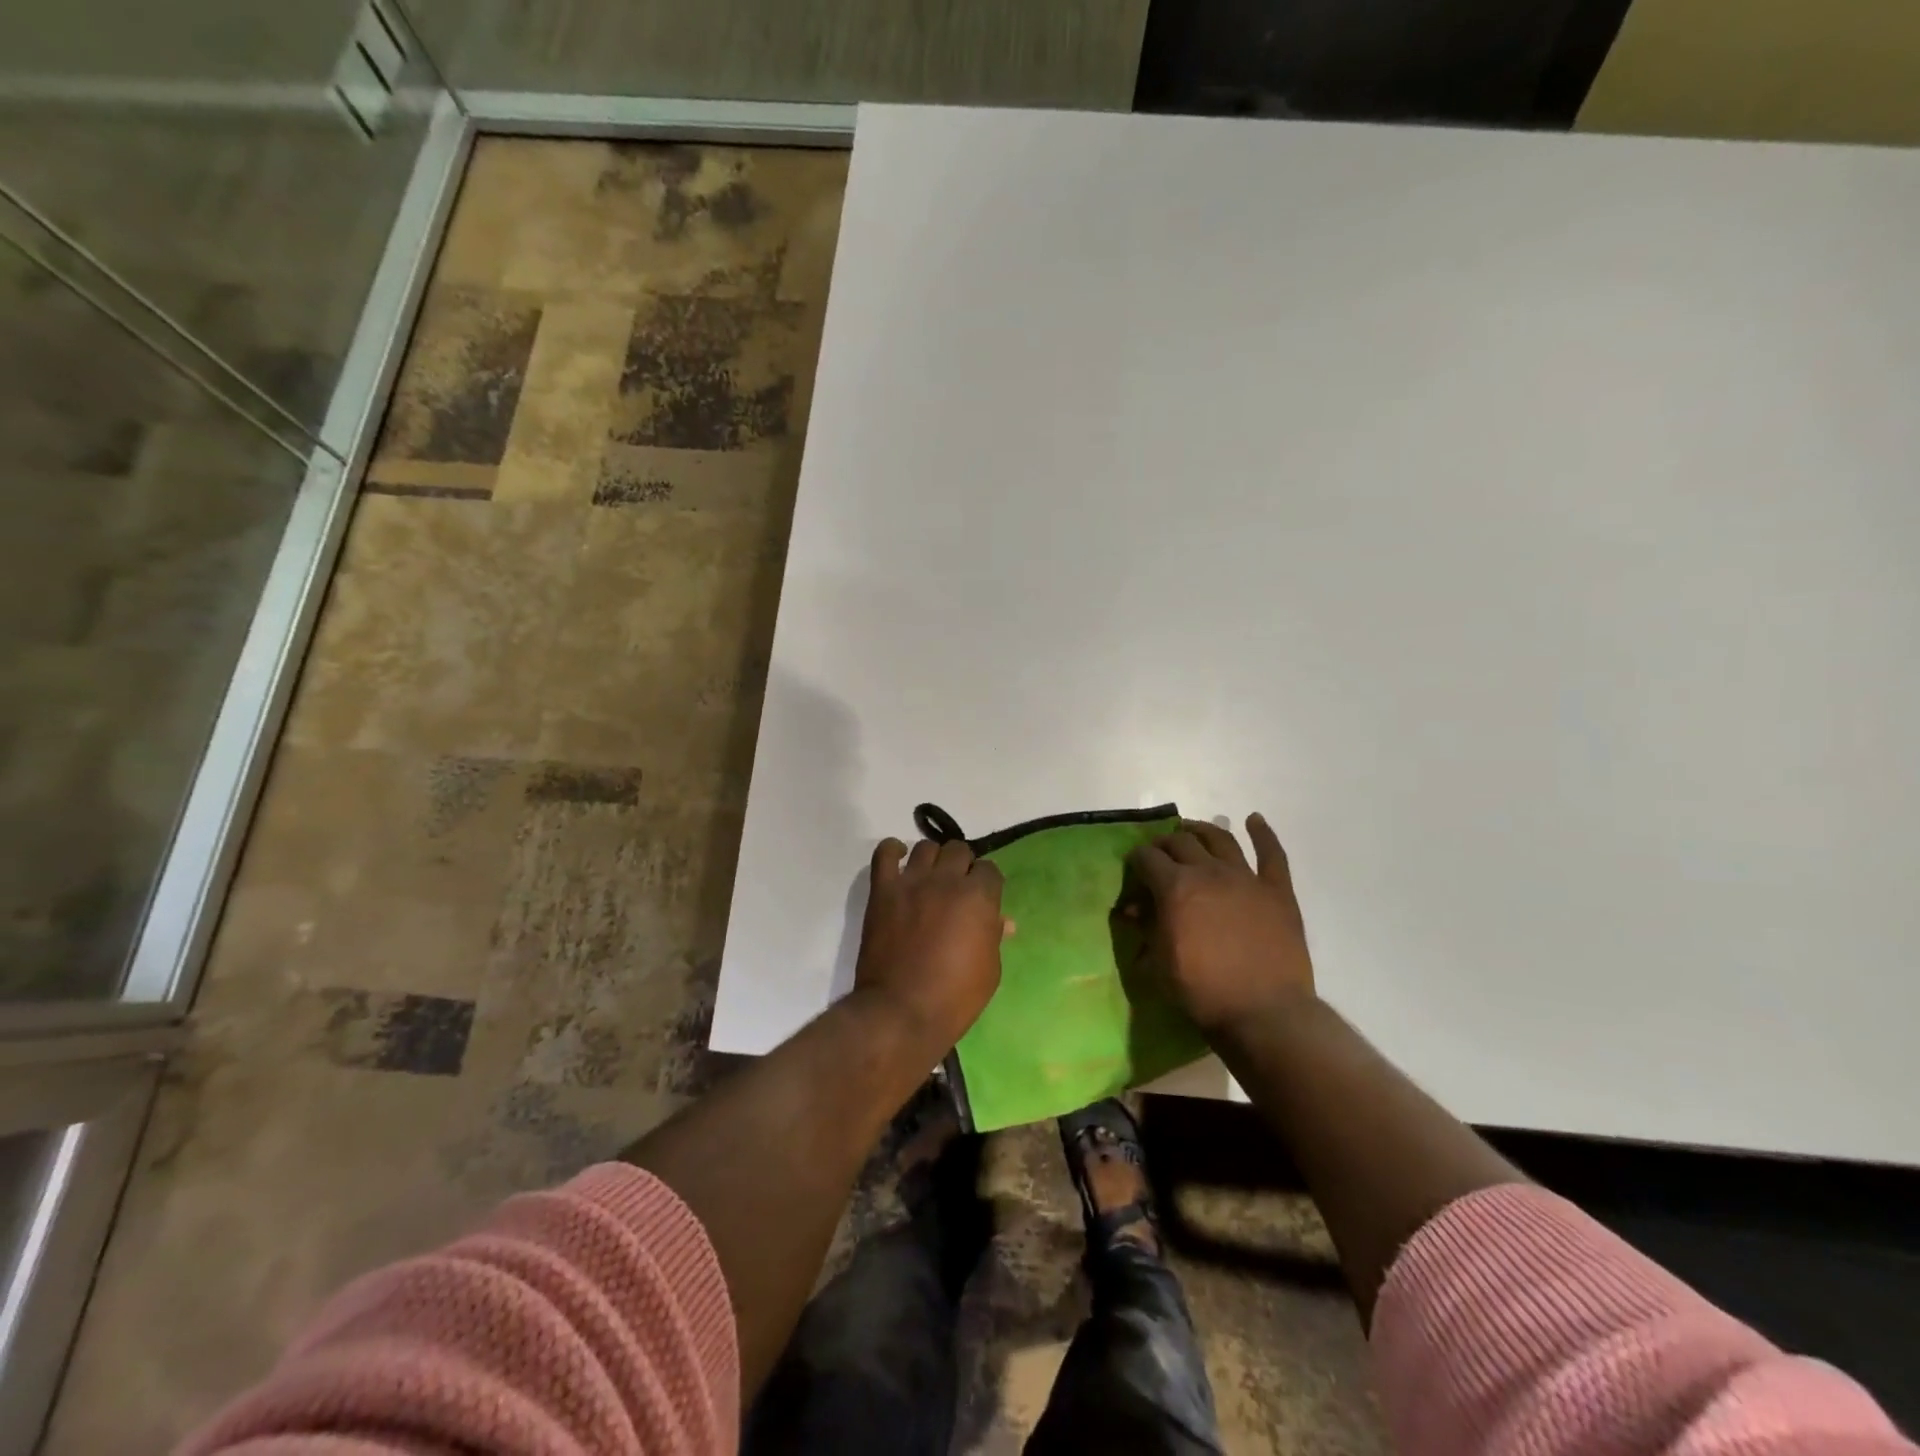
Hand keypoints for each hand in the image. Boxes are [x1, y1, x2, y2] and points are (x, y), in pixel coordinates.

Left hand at [855, 838, 1008, 1052]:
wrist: (902, 1012)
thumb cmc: (955, 998)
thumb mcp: (990, 970)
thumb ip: (993, 936)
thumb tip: (1002, 920)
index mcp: (978, 897)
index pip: (990, 869)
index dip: (987, 883)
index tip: (983, 899)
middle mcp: (946, 880)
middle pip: (959, 850)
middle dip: (963, 866)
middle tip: (957, 888)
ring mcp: (912, 882)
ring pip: (926, 847)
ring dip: (933, 859)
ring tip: (930, 878)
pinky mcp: (883, 890)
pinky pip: (885, 853)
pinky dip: (893, 851)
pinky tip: (899, 859)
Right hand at [1125, 814, 1315, 1037]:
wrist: (1265, 1013)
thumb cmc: (1203, 991)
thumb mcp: (1158, 963)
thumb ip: (1146, 928)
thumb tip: (1134, 910)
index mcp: (1176, 887)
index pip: (1147, 858)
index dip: (1137, 860)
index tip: (1134, 869)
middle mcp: (1209, 871)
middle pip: (1181, 842)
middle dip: (1164, 843)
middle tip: (1159, 853)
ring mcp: (1246, 878)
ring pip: (1220, 839)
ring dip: (1202, 830)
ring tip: (1192, 830)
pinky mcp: (1277, 890)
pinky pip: (1271, 854)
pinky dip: (1262, 834)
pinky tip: (1254, 820)